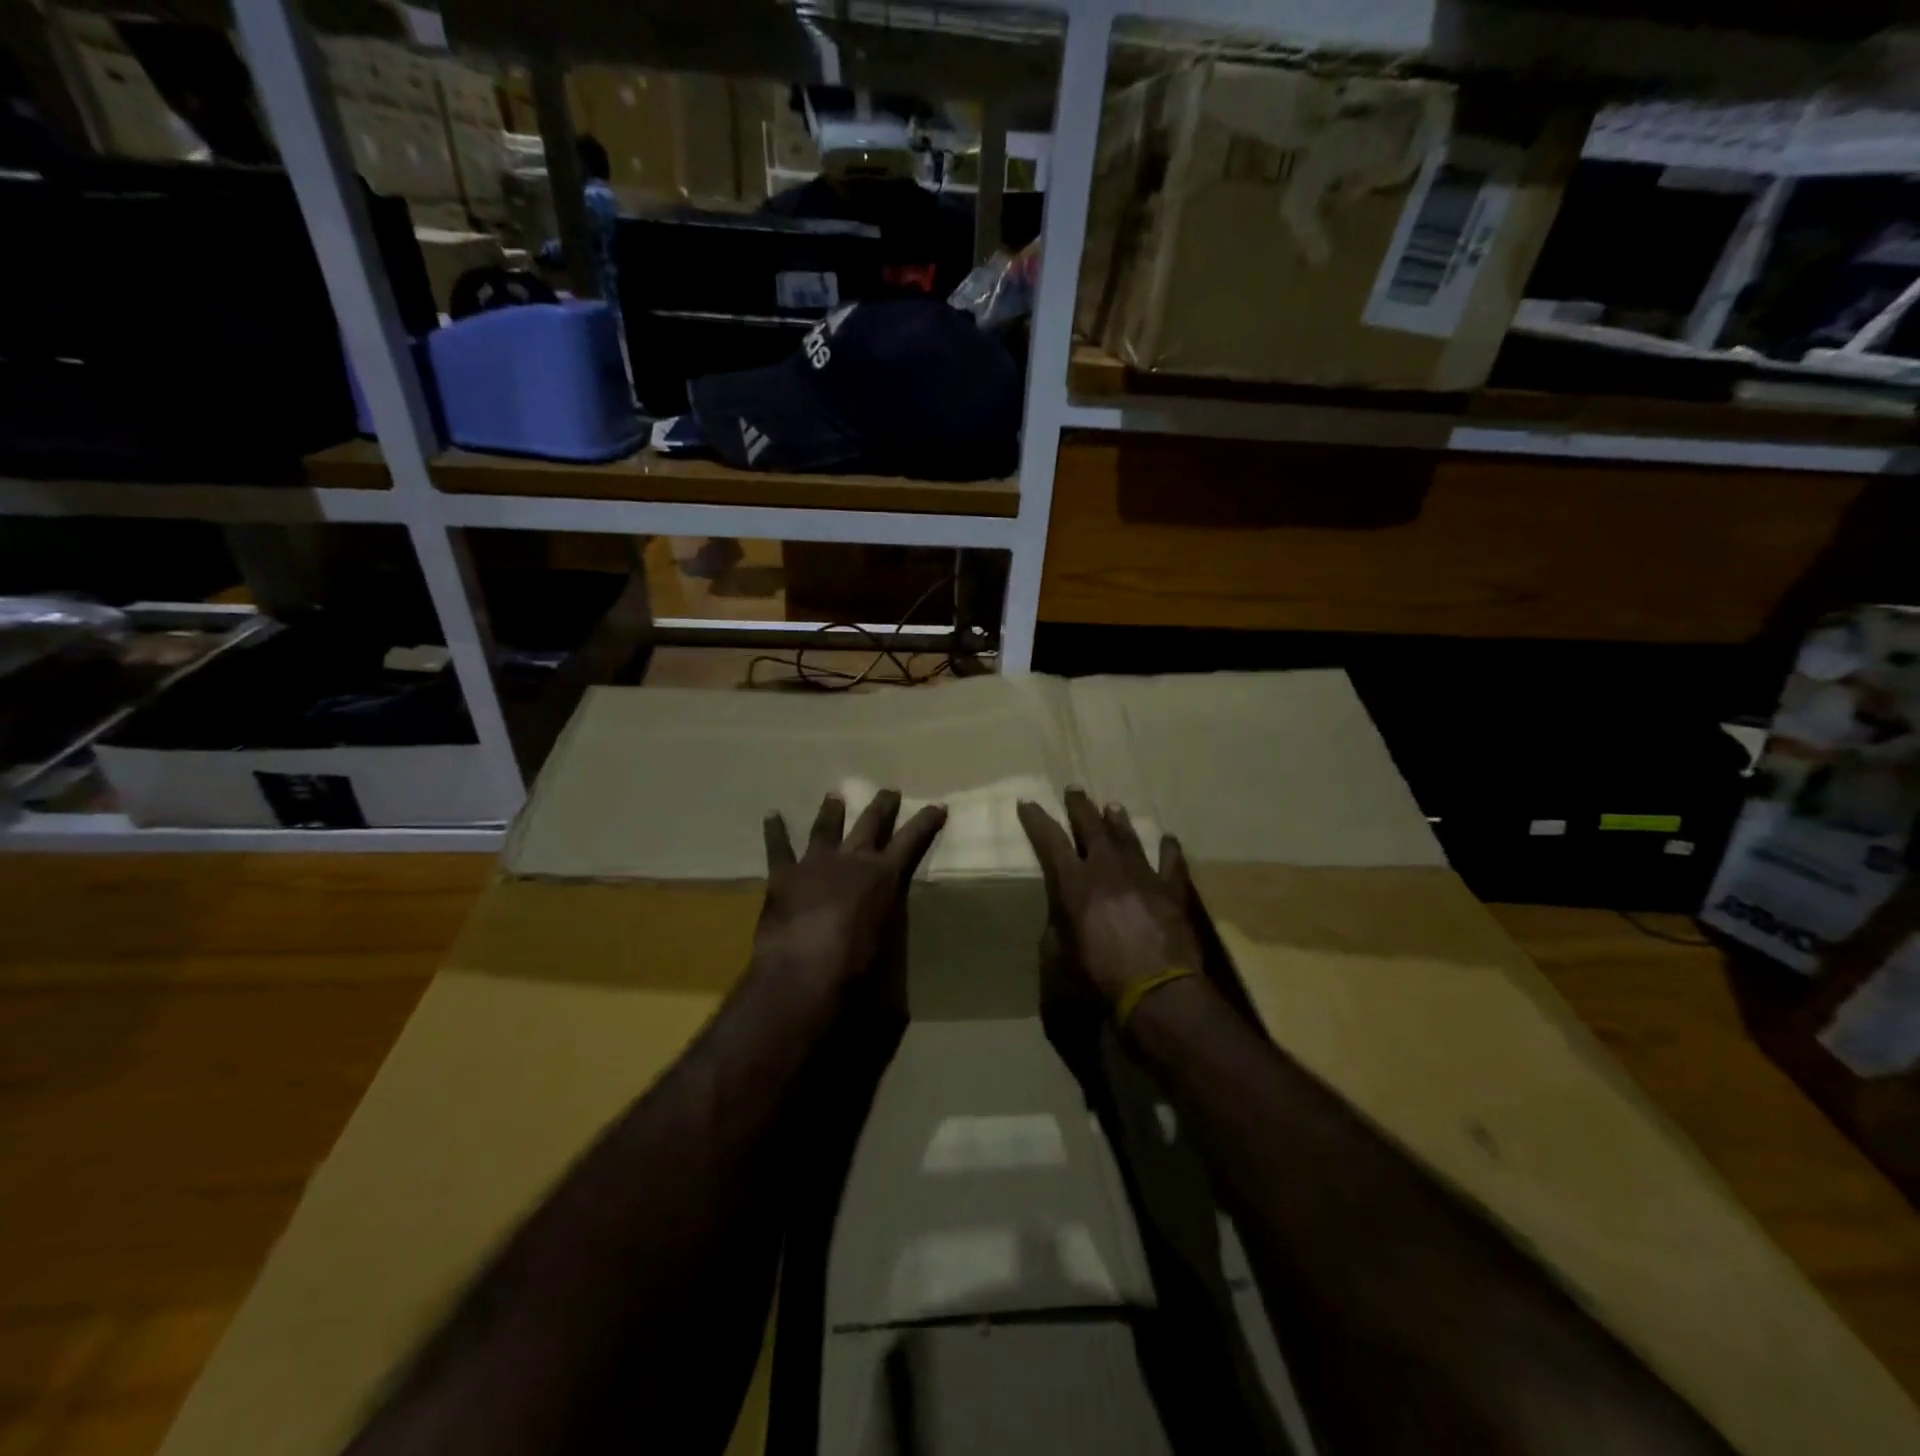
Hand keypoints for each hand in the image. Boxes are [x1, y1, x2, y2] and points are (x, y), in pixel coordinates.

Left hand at [754, 790, 946, 992]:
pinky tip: (772, 815)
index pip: (912, 840)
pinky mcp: (784, 876)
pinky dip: (775, 831)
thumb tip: (890, 924)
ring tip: (834, 795)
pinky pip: (778, 848)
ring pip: (826, 828)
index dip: (926, 822)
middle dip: (882, 805)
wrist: (804, 970)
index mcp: (884, 876)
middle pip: (870, 823)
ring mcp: (816, 863)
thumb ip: (888, 921)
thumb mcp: (888, 941)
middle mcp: (852, 860)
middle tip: (888, 790)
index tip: (937, 805)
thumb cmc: (856, 965)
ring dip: (831, 811)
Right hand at [1017, 788, 1202, 1006]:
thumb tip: (1059, 917)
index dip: (1037, 821)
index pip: (1050, 842)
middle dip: (1080, 807)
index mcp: (1075, 884)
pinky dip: (1168, 850)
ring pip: (1128, 838)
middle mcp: (1107, 870)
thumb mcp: (1059, 958)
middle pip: (1091, 828)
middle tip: (1074, 789)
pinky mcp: (1171, 891)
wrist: (1157, 990)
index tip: (1027, 802)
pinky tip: (1168, 838)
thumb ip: (1056, 930)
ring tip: (1112, 806)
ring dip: (1118, 821)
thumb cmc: (1099, 977)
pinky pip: (1170, 863)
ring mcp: (1142, 876)